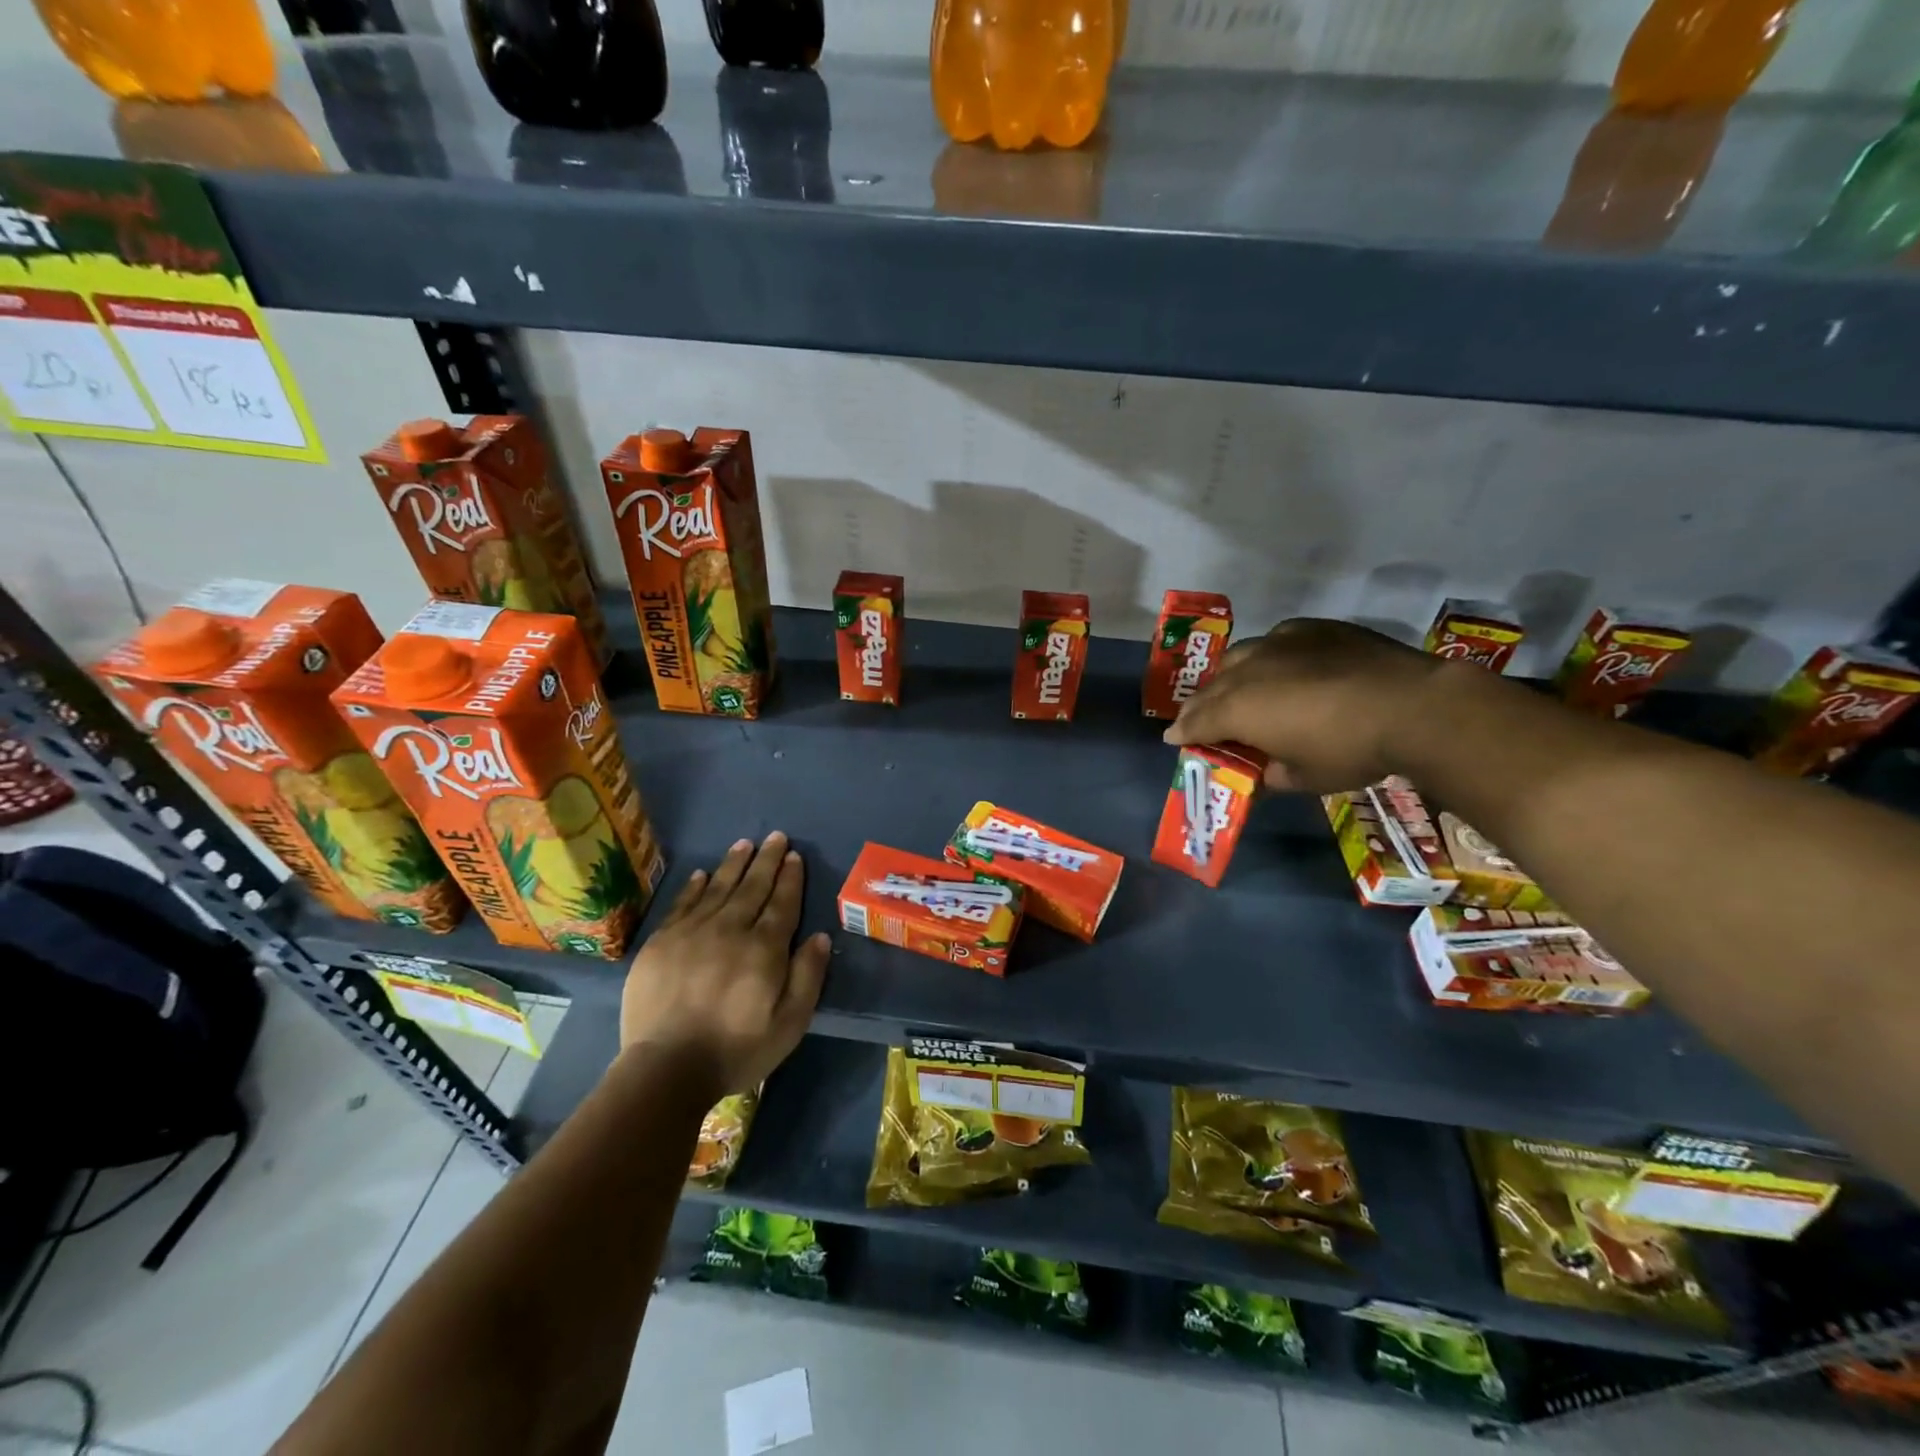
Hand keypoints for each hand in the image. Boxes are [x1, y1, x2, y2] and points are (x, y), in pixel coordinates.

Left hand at [619, 831, 830, 1096]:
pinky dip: (695, 886)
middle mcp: (730, 930)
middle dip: (766, 860)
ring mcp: (692, 932)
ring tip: (745, 844)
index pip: (782, 903)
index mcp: (764, 948)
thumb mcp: (790, 1023)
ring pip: (718, 888)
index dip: (790, 878)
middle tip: (775, 836)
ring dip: (734, 864)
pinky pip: (683, 904)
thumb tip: (819, 936)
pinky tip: (702, 874)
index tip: (794, 856)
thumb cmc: (737, 1049)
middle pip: (752, 887)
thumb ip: (807, 976)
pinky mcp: (661, 942)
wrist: (666, 1068)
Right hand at [1163, 618, 1463, 792]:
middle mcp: (1249, 671)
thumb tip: (1263, 772)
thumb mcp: (1304, 778)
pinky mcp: (1312, 629)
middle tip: (1198, 719)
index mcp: (1238, 709)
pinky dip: (1268, 658)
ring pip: (1239, 657)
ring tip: (1234, 689)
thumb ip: (1272, 774)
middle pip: (1211, 688)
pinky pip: (1276, 641)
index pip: (1197, 721)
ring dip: (1229, 677)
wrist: (1413, 705)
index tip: (1174, 739)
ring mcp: (1280, 643)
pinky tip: (1281, 666)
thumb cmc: (1350, 750)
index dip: (1183, 732)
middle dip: (1200, 705)